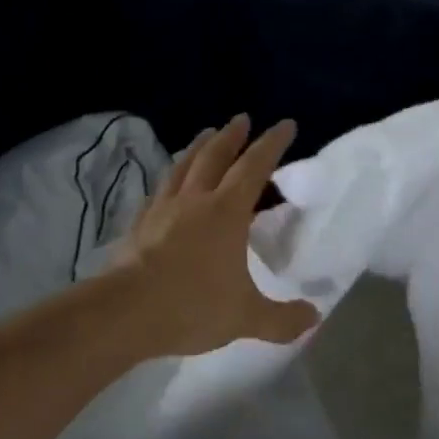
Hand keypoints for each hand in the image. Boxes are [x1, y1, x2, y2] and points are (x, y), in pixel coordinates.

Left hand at [114, 115, 319, 355]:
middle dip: (232, 135)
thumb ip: (282, 319)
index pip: (254, 167)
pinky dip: (171, 178)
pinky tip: (169, 183)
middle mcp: (195, 200)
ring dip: (198, 147)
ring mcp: (163, 209)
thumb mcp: (245, 317)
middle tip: (242, 118)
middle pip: (215, 156)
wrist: (123, 312)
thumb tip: (314, 318)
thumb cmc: (191, 305)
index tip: (286, 124)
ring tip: (206, 134)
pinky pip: (159, 190)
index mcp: (226, 212)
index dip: (272, 144)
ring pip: (183, 166)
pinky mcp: (139, 224)